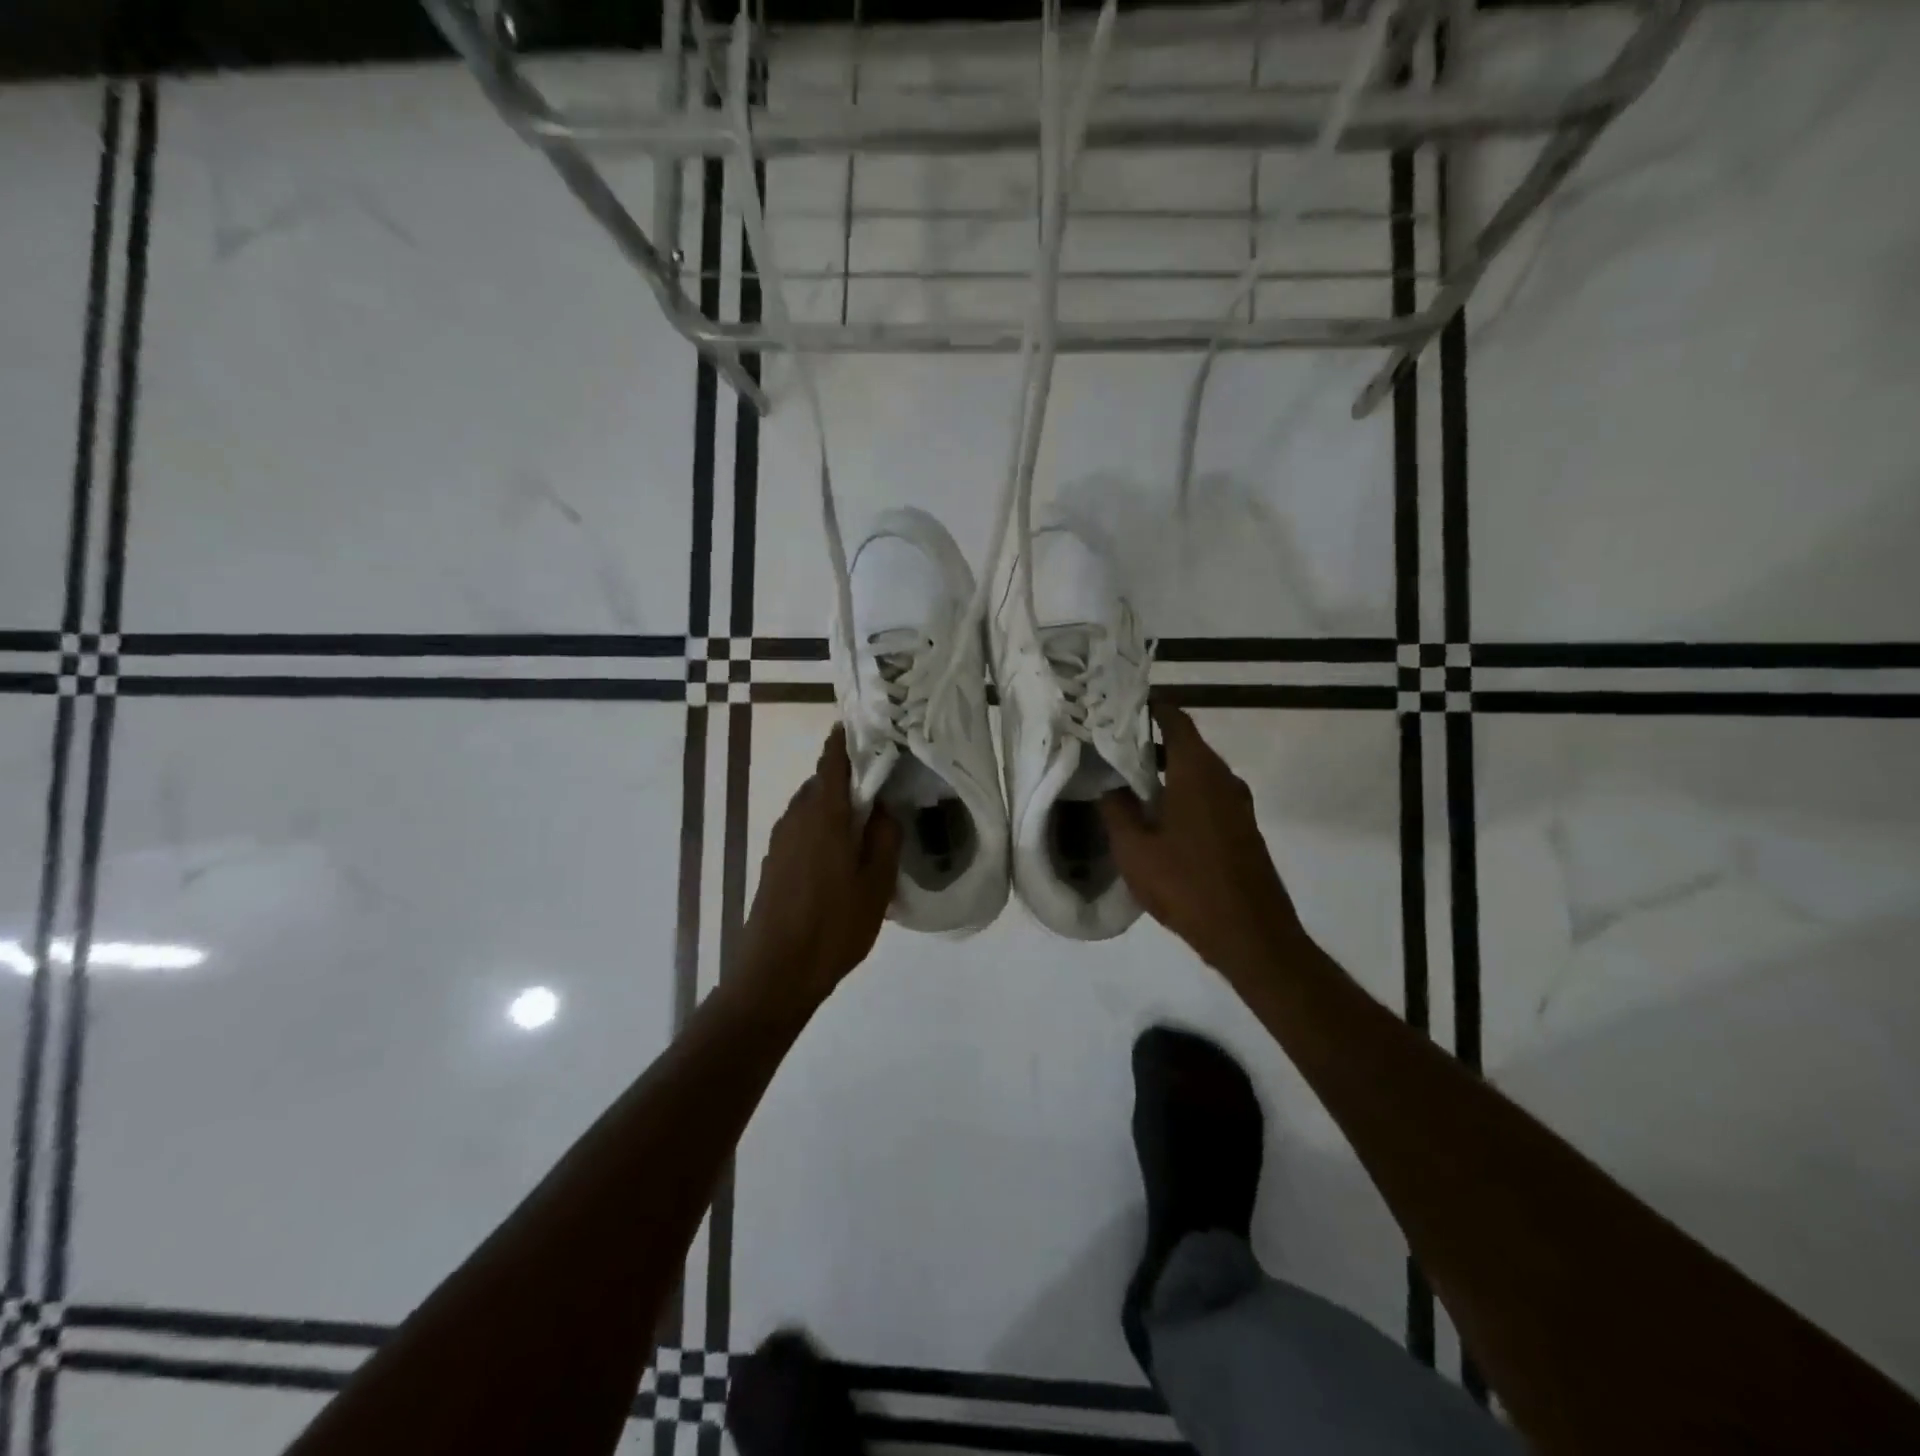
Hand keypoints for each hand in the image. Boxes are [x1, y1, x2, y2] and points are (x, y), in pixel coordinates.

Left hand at [738, 726, 901, 1010]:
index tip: (862, 725)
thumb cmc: (834, 926)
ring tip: (866, 819)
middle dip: (847, 776)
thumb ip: (885, 837)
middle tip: (880, 780)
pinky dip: (822, 826)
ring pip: (810, 807)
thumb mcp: (876, 884)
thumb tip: (885, 806)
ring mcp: (780, 841)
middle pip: (821, 783)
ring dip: (835, 804)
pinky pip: (802, 829)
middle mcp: (796, 818)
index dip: (844, 740)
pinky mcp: (774, 863)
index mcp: (824, 815)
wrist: (775, 973)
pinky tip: (841, 853)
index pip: (832, 762)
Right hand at [1100, 704, 1302, 975]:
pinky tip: (1158, 816)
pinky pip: (1208, 796)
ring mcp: (1237, 804)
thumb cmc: (1187, 885)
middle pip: (1186, 744)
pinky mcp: (1242, 829)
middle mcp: (1223, 778)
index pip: (1175, 719)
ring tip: (1129, 780)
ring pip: (1197, 772)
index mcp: (1197, 771)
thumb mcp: (1134, 849)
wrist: (1251, 934)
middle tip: (1112, 746)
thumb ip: (1116, 810)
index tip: (1120, 705)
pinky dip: (1183, 793)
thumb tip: (1109, 785)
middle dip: (1151, 741)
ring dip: (1167, 770)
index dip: (1150, 706)